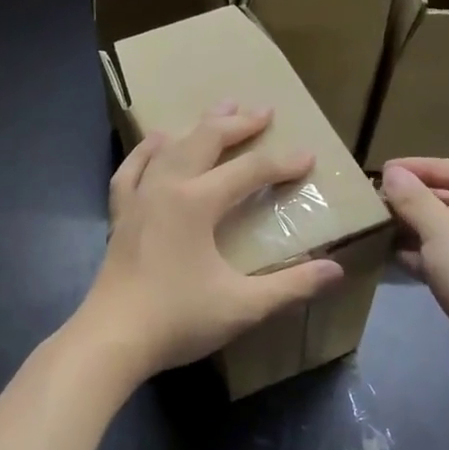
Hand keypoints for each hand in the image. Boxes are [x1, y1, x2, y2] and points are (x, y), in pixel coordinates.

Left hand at [72, 103, 344, 384]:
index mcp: (196, 203)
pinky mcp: (120, 216)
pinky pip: (132, 169)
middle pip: (205, 141)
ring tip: (217, 110)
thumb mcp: (243, 306)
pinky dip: (147, 150)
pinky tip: (156, 142)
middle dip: (237, 124)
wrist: (112, 338)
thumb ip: (292, 286)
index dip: (281, 163)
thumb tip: (336, 271)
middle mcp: (166, 188)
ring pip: (170, 148)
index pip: (249, 171)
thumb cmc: (177, 320)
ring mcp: (138, 199)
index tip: (308, 157)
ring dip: (197, 127)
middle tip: (263, 111)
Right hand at [380, 158, 448, 403]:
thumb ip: (417, 201)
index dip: (424, 168)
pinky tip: (391, 256)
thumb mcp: (446, 235)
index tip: (383, 170)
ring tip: (377, 225)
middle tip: (376, 199)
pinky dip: (423, 258)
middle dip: (418, 201)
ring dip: (417, 230)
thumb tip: (392, 173)